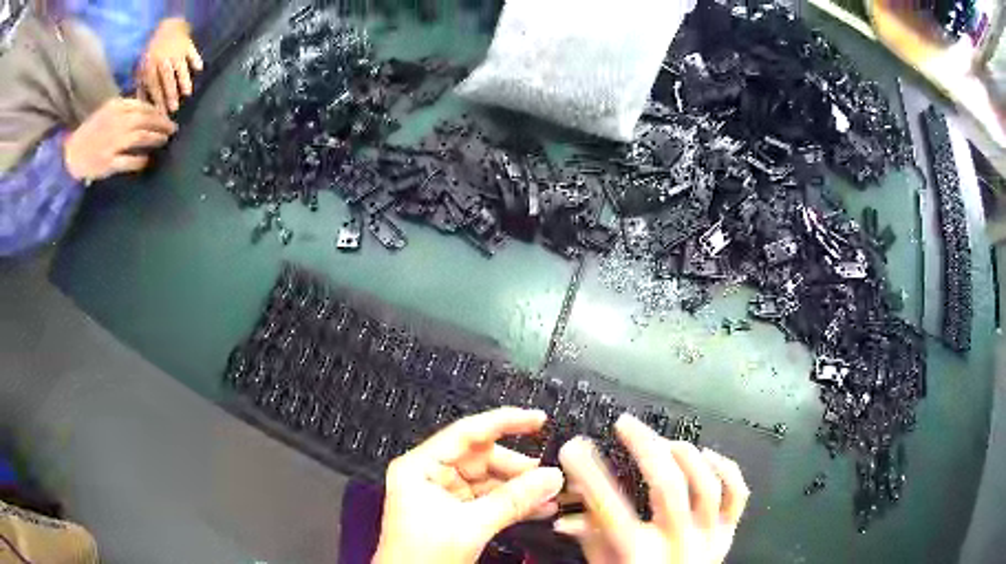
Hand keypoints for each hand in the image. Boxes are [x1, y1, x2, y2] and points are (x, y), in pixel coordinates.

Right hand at [64, 98, 177, 181]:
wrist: (71, 154)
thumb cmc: (90, 131)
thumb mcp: (107, 111)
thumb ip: (124, 108)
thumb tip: (145, 108)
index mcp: (116, 106)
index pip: (142, 106)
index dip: (157, 111)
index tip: (167, 115)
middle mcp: (116, 122)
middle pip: (144, 120)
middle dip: (161, 123)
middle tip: (172, 128)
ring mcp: (112, 143)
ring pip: (140, 138)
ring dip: (155, 138)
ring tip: (165, 139)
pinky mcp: (108, 162)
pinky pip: (128, 161)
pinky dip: (139, 161)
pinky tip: (147, 160)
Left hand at [137, 17, 202, 112]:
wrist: (165, 26)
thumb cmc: (152, 52)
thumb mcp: (141, 69)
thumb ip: (142, 86)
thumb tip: (143, 105)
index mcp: (150, 65)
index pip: (153, 86)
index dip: (157, 100)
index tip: (160, 114)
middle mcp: (163, 59)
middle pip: (167, 79)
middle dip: (170, 94)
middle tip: (174, 109)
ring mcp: (176, 51)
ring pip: (180, 68)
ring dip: (184, 81)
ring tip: (187, 94)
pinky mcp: (187, 44)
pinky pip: (192, 53)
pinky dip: (196, 60)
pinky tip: (199, 69)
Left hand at [373, 408, 564, 563]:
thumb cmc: (422, 555)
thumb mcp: (470, 526)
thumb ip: (513, 500)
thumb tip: (551, 477)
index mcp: (420, 467)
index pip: (467, 433)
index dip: (505, 422)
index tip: (537, 419)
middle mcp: (431, 475)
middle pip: (482, 459)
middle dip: (518, 468)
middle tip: (551, 475)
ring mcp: (444, 495)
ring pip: (490, 482)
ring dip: (521, 489)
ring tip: (552, 494)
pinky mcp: (456, 514)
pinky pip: (490, 501)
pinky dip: (514, 505)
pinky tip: (540, 509)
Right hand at [556, 414, 749, 563]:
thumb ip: (590, 540)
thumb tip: (567, 511)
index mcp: (639, 555)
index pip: (609, 507)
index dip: (589, 472)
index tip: (574, 448)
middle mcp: (677, 543)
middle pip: (667, 486)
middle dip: (644, 446)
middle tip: (626, 424)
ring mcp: (708, 536)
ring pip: (705, 484)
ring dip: (684, 454)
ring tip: (664, 441)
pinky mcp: (728, 533)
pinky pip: (736, 494)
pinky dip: (726, 468)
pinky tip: (708, 455)